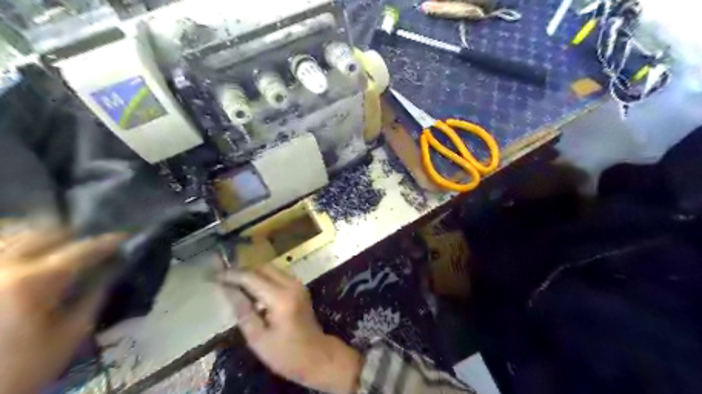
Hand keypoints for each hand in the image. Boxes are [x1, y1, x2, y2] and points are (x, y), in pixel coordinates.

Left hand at [0, 228, 122, 392]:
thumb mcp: (71, 335)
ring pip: (13, 233)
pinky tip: (25, 251)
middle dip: (74, 236)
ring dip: (41, 234)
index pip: (83, 250)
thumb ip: (95, 296)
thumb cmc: (21, 369)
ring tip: (58, 245)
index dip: (109, 242)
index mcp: (33, 283)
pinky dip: (13, 242)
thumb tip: (114, 268)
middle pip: (46, 232)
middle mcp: (2, 267)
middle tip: (91, 247)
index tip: (127, 237)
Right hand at [218, 266, 361, 392]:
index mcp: (281, 297)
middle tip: (223, 280)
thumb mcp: (257, 338)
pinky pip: (278, 275)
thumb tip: (228, 290)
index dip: (230, 275)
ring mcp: (298, 284)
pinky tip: (252, 291)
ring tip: (234, 285)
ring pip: (271, 269)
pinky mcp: (299, 287)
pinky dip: (263, 278)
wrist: (316, 355)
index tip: (213, 276)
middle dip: (242, 271)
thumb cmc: (285, 353)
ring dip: (252, 273)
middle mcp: (291, 284)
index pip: (251, 277)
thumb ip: (242, 311)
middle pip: (262, 267)